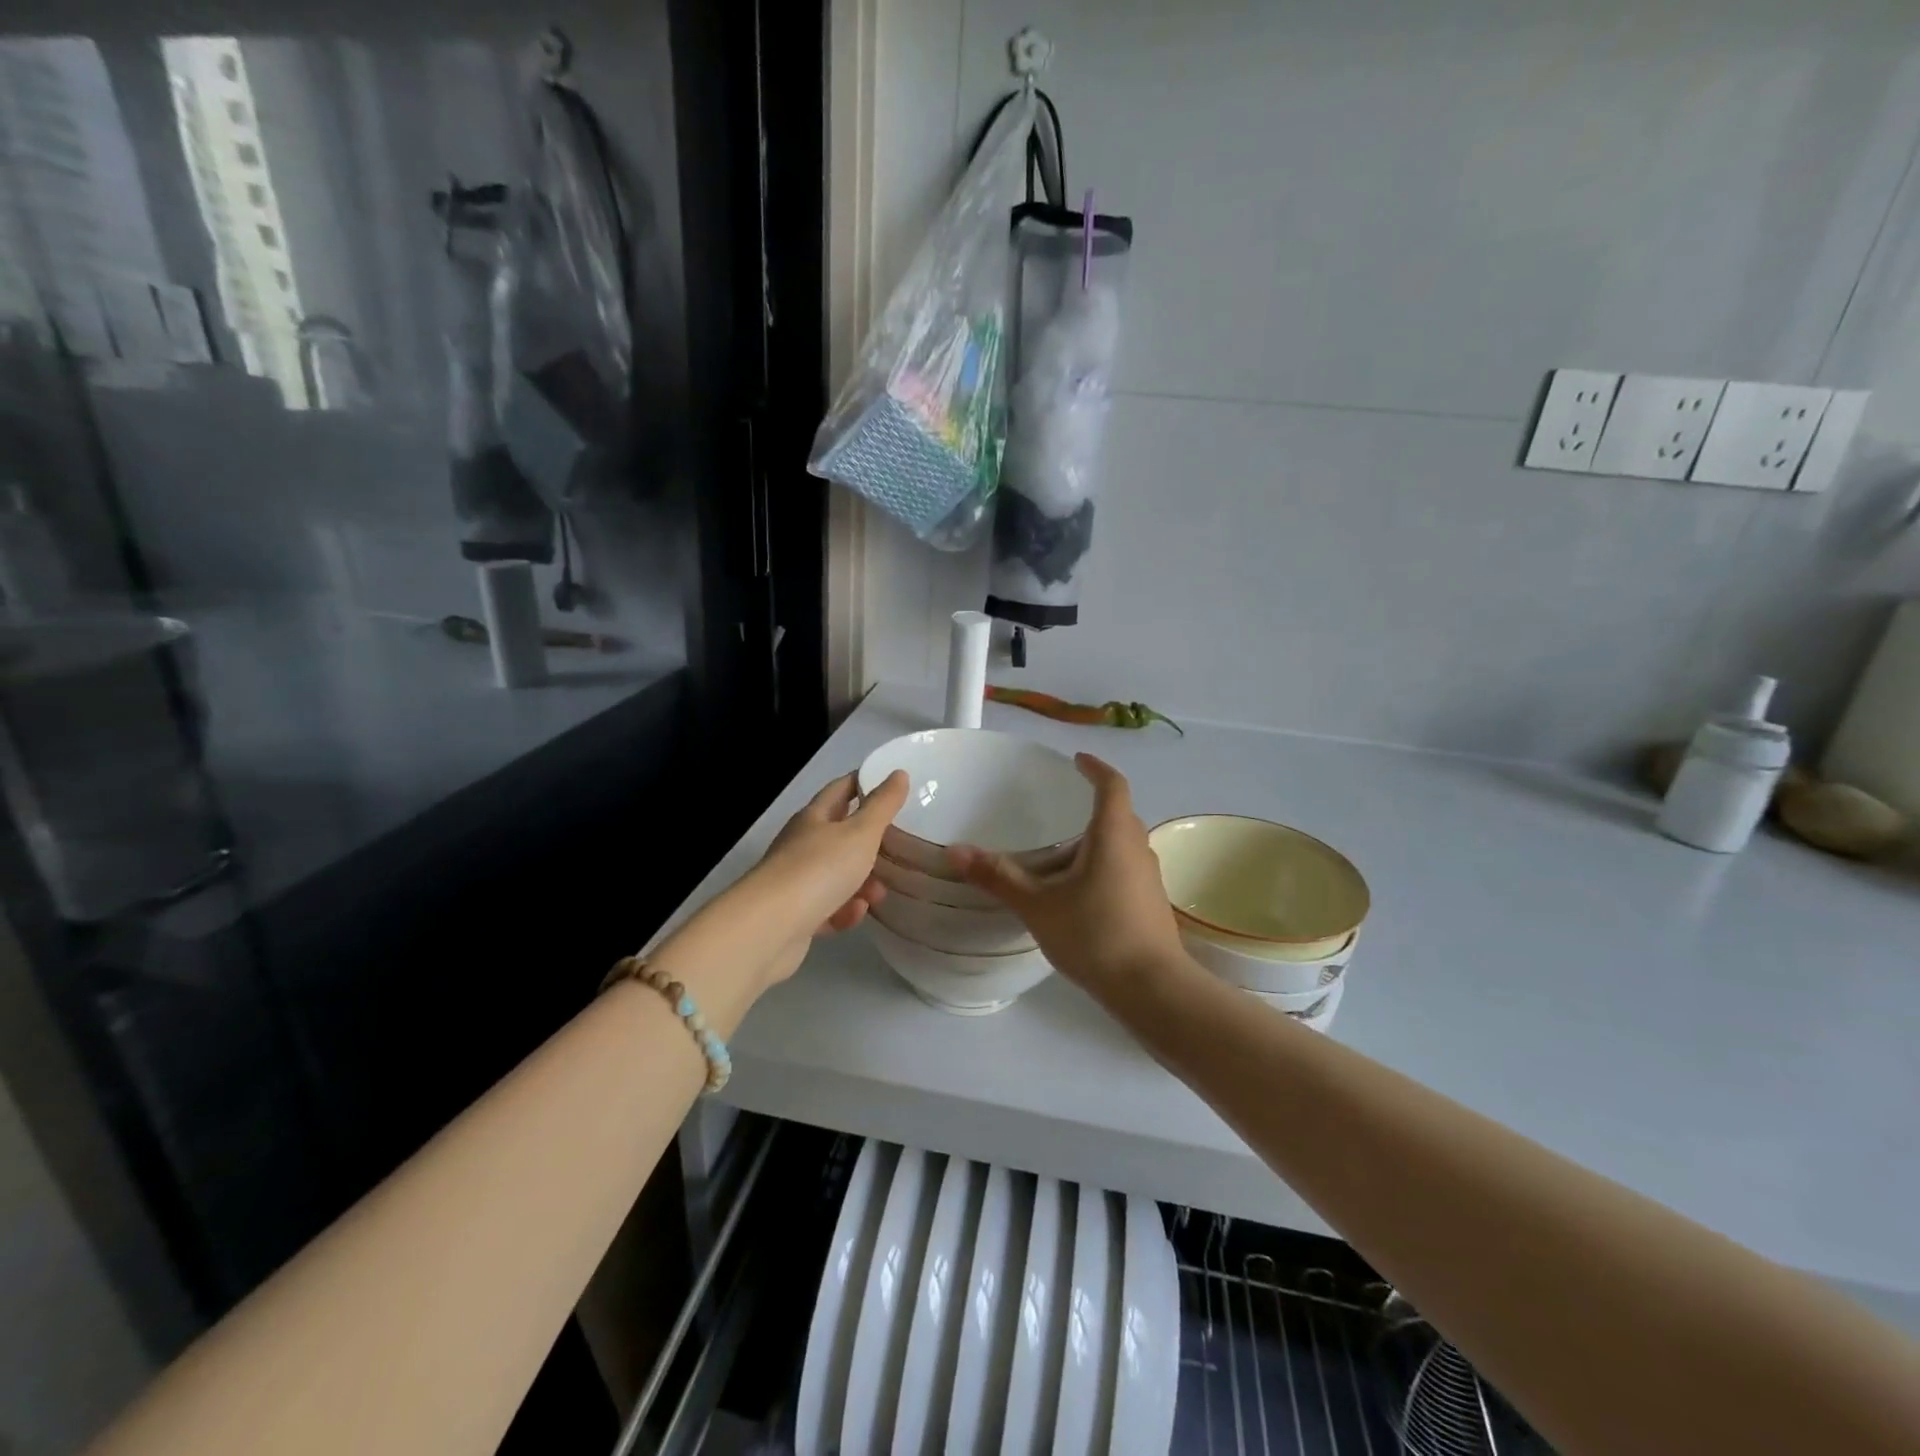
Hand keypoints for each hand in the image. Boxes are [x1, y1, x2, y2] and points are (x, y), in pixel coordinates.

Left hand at [749, 770, 907, 983]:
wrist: (770, 928)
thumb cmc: (819, 869)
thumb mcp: (860, 833)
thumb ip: (882, 805)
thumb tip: (898, 773)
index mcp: (813, 818)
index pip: (840, 789)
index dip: (864, 784)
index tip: (891, 786)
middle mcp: (801, 845)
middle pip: (840, 836)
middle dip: (870, 844)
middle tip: (896, 849)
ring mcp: (795, 881)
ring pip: (837, 875)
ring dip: (862, 883)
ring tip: (878, 895)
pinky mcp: (795, 916)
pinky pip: (827, 908)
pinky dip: (844, 911)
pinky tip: (853, 916)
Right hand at [946, 755, 1185, 1000]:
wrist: (1153, 989)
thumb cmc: (1095, 935)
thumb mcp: (1038, 906)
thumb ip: (999, 877)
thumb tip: (956, 850)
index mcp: (1114, 835)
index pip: (1112, 785)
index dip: (1095, 768)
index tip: (1077, 760)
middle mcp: (1138, 848)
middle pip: (1119, 813)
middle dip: (1093, 805)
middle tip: (1061, 808)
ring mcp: (1149, 877)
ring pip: (1123, 843)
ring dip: (1098, 839)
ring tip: (1064, 850)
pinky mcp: (1151, 903)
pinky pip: (1127, 867)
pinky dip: (1105, 864)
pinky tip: (1080, 891)